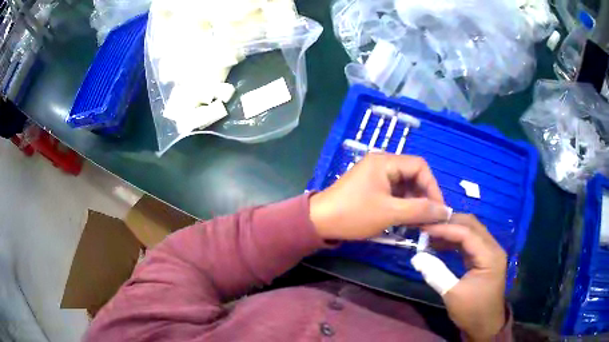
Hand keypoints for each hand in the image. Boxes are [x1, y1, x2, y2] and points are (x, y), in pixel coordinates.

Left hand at [309, 153, 450, 239]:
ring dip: (413, 202)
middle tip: (430, 217)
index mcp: (385, 162)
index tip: (438, 208)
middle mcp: (381, 163)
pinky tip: (405, 219)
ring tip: (418, 222)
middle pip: (412, 175)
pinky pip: (393, 192)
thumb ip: (420, 210)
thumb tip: (445, 211)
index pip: (420, 166)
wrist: (318, 222)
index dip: (433, 187)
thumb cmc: (354, 214)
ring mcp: (374, 175)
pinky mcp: (370, 187)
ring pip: (404, 186)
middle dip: (423, 196)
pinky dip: (402, 205)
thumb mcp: (390, 213)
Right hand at [424, 214, 506, 340]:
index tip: (424, 228)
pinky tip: (441, 244)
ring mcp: (490, 252)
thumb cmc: (472, 311)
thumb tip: (417, 256)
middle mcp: (493, 248)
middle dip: (449, 223)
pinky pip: (470, 241)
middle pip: (471, 225)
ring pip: (471, 230)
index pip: (467, 233)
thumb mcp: (452, 294)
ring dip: (452, 230)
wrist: (486, 325)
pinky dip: (455, 240)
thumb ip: (436, 273)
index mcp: (489, 256)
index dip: (445, 228)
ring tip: (430, 234)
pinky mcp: (485, 257)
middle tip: (427, 226)